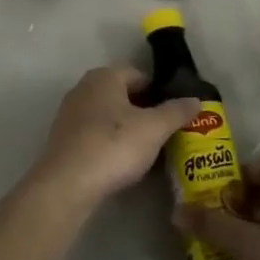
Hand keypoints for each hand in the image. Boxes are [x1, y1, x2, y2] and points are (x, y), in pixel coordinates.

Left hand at [28, 66, 200, 206]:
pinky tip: (124, 162)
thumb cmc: (113, 145)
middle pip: (123, 95)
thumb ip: (176, 111)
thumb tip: (196, 99)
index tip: (177, 113)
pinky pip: (95, 134)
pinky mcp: (64, 138)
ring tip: (150, 150)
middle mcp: (83, 88)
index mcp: (104, 76)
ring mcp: (70, 113)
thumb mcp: (154, 128)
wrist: (68, 184)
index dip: (161, 92)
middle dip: (146, 111)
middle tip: (168, 132)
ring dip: (129, 128)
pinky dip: (111, 142)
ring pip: (109, 115)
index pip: (140, 75)